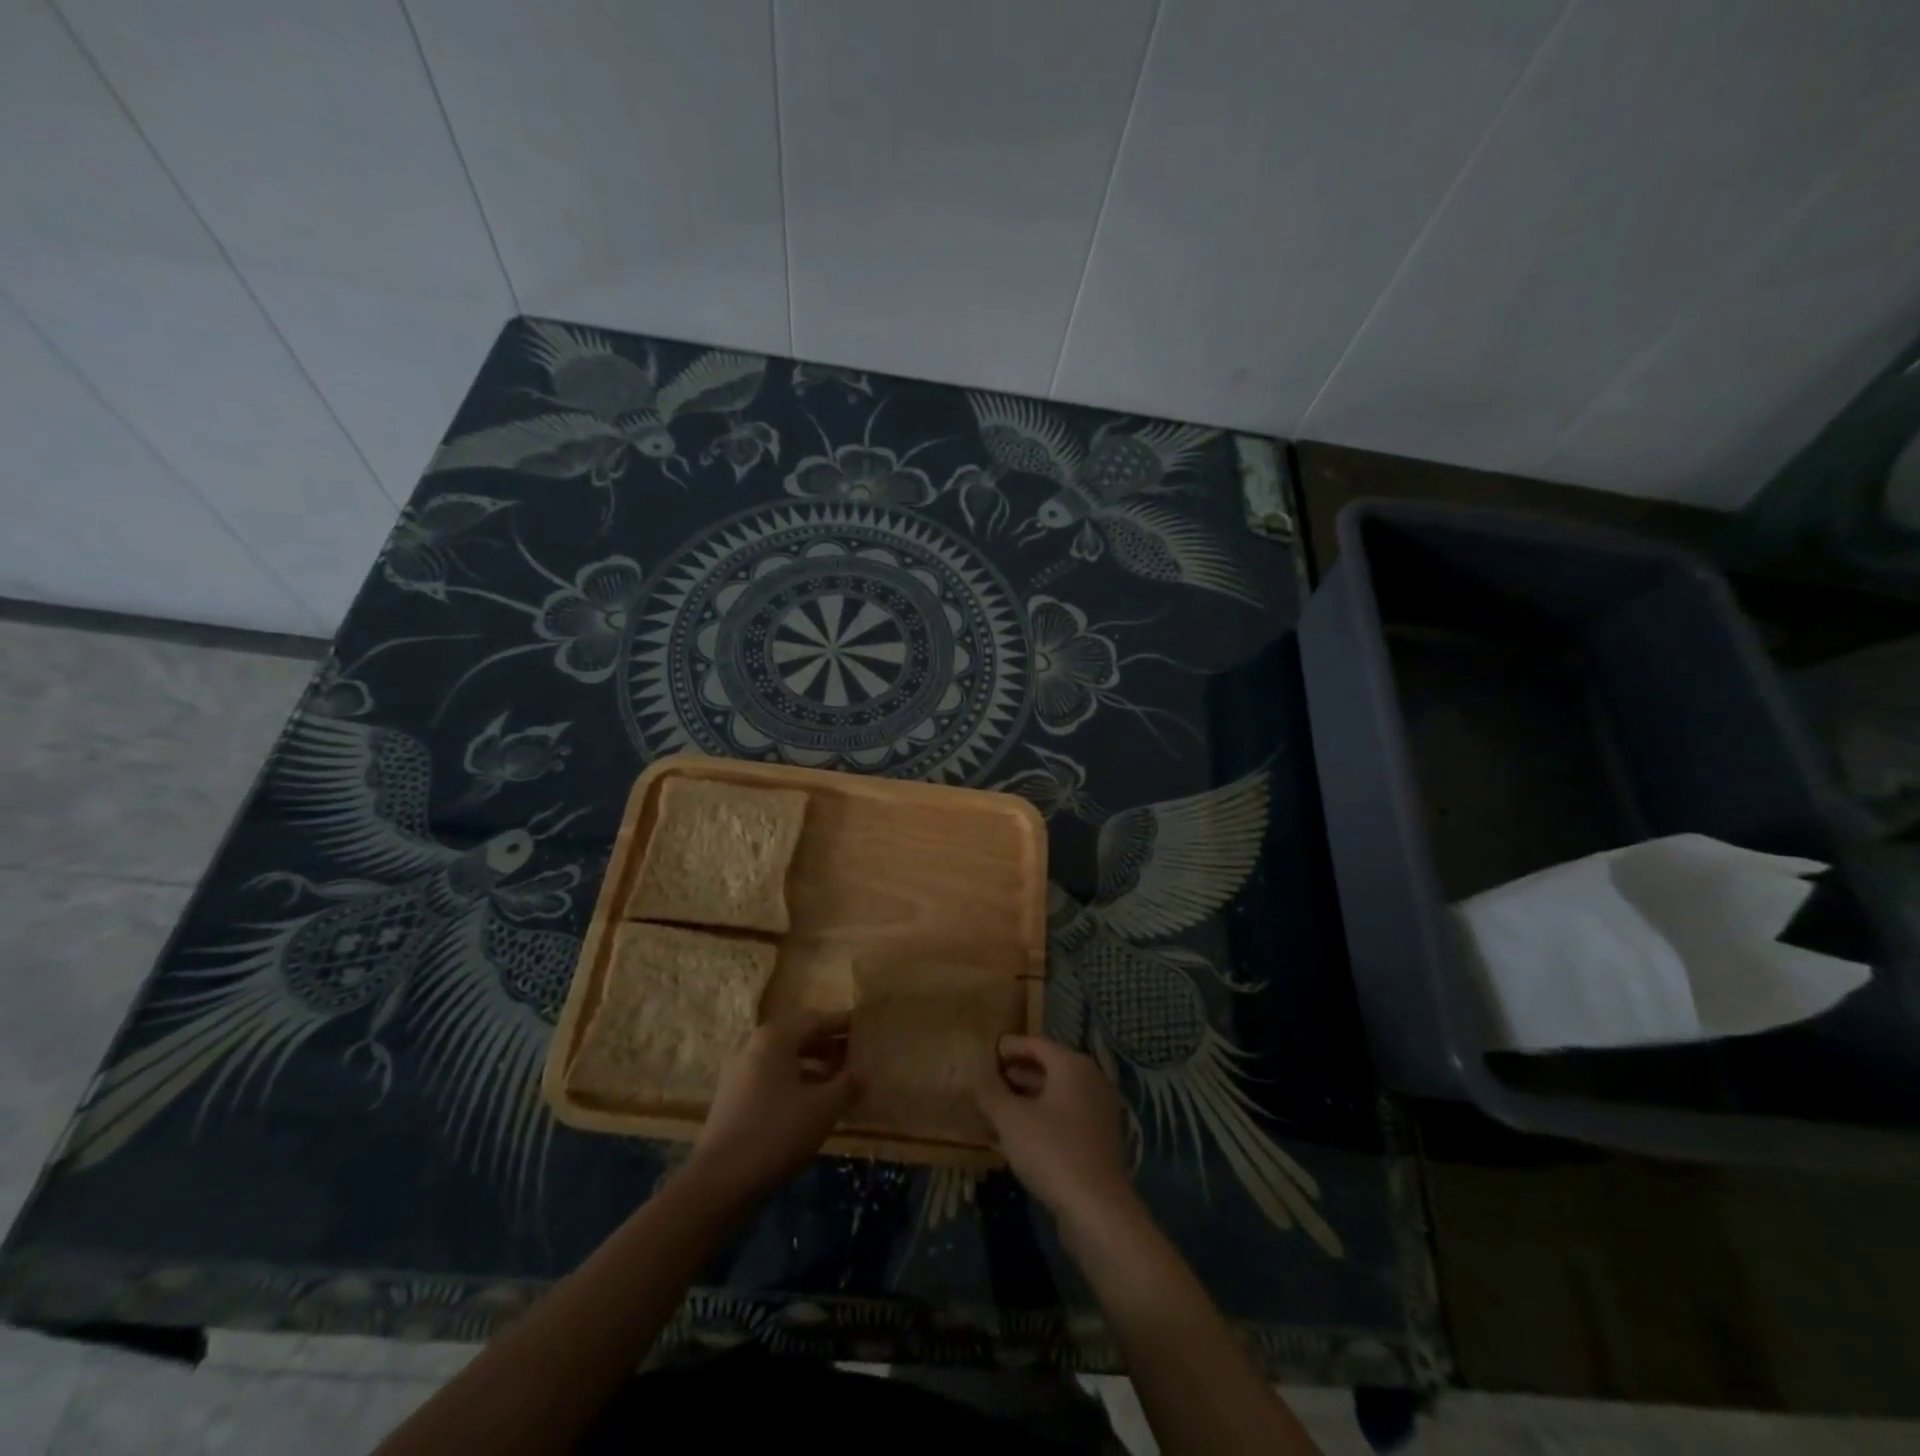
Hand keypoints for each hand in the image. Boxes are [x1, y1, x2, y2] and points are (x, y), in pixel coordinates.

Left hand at [689, 1010, 862, 1200]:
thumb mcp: (823, 1108)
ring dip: (812, 1067)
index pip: (815, 1019)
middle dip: (828, 1046)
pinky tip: (811, 1106)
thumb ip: (848, 1085)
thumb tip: (863, 1072)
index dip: (842, 1024)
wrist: (719, 1182)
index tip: (864, 1029)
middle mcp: (753, 1046)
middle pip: (798, 1037)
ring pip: (784, 1060)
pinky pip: (771, 1079)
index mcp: (774, 1038)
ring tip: (838, 1084)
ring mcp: (739, 1073)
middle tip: (855, 1058)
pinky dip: (794, 1083)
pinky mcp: (732, 1099)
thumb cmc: (776, 1132)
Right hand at [975, 1035, 1133, 1222]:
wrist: (1096, 1208)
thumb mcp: (1010, 1118)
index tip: (989, 1052)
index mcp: (1072, 1065)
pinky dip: (1042, 1119)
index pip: (1036, 1044)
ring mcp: (1098, 1111)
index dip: (1010, 1047)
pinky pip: (1065, 1118)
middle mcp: (1090, 1081)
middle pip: (1048, 1068)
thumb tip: (978, 1079)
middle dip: (1017, 1073)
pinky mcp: (1099, 1141)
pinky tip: (1018, 1136)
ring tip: (998, 1108)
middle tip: (990, 1079)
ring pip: (1056, 1095)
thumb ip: (990, 1093)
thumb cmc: (1051, 1149)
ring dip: (1027, 1099)